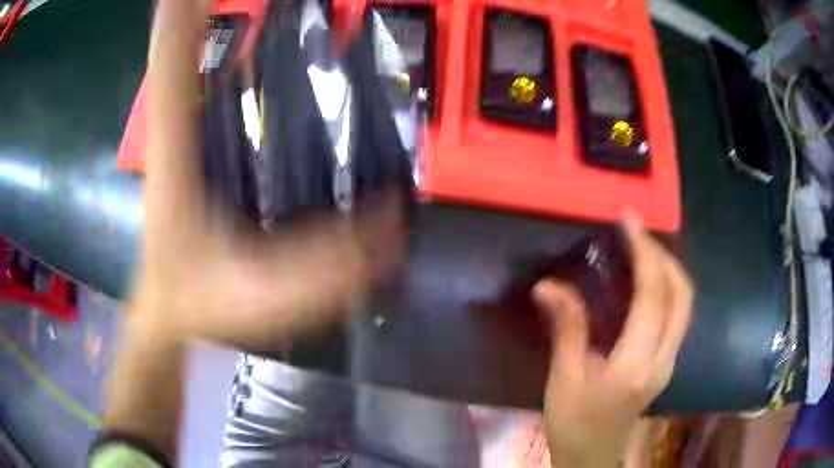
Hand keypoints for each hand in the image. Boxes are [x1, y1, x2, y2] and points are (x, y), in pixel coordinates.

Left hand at [130, 0, 402, 349]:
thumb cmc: (202, 304)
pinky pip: (189, 89)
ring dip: (193, 25)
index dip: (181, 18)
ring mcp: (175, 140)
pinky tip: (228, 44)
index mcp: (177, 153)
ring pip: (179, 65)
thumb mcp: (266, 293)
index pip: (173, 64)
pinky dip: (198, 56)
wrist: (168, 319)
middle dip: (190, 11)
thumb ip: (328, 264)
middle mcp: (172, 133)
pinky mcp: (184, 151)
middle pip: (173, 51)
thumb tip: (394, 220)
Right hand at [535, 215, 693, 466]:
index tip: (628, 220)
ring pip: (685, 302)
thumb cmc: (574, 424)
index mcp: (637, 364)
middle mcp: (664, 358)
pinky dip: (667, 287)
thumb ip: (567, 329)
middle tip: (635, 233)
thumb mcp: (564, 379)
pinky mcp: (667, 363)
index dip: (644, 251)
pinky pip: (677, 314)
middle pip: (682, 293)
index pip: (654, 295)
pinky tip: (645, 282)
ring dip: (668, 268)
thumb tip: (548, 285)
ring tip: (641, 248)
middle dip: (662, 254)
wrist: (592, 458)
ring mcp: (670, 361)